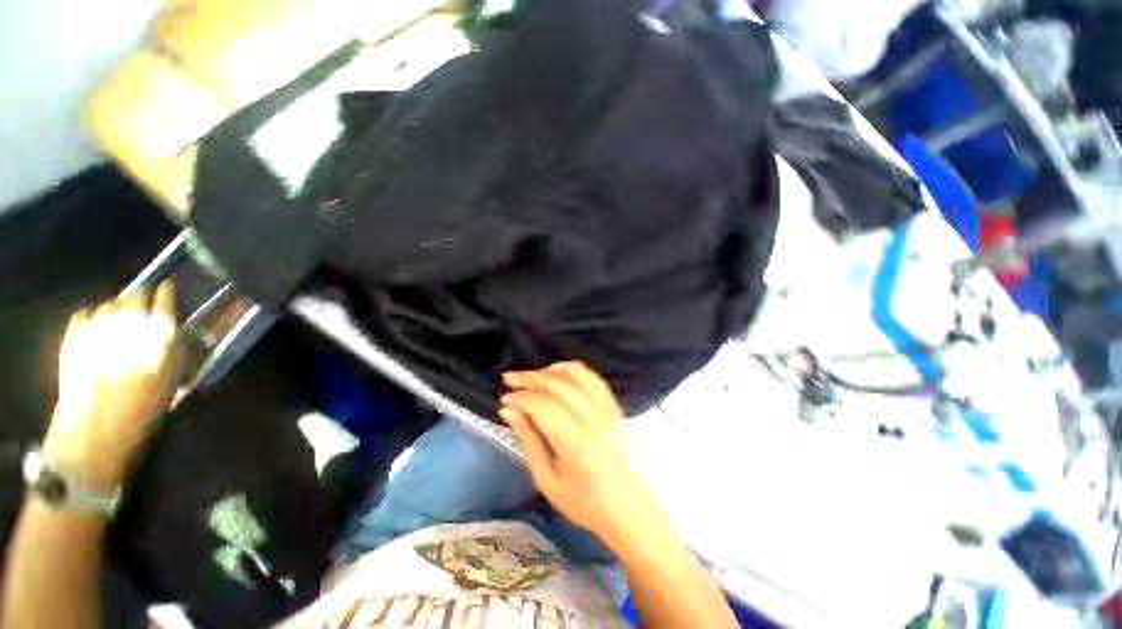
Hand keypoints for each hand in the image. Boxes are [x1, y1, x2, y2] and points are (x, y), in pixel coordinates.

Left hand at [44, 281, 179, 486]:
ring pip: (109, 303)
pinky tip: (95, 329)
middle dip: (141, 296)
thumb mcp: (176, 379)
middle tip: (143, 303)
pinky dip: (93, 317)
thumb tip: (182, 332)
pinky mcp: (75, 333)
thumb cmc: (146, 407)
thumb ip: (180, 349)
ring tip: (118, 322)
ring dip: (116, 308)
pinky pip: (86, 314)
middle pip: (135, 294)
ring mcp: (98, 325)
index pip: (165, 297)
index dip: (168, 291)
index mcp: (160, 331)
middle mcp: (130, 321)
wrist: (98, 427)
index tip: (169, 287)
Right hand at [499, 362, 654, 543]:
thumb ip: (527, 440)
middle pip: (558, 385)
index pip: (544, 406)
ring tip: (529, 376)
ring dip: (548, 370)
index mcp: (578, 444)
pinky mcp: (614, 404)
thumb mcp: (546, 480)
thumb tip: (508, 410)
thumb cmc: (581, 501)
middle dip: (530, 378)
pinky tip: (555, 373)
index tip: (505, 399)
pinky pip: (591, 376)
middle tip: (509, 378)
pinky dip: (570, 370)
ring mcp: (609, 408)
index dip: (521, 397)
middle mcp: (596, 419)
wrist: (623, 504)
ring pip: (575, 374)